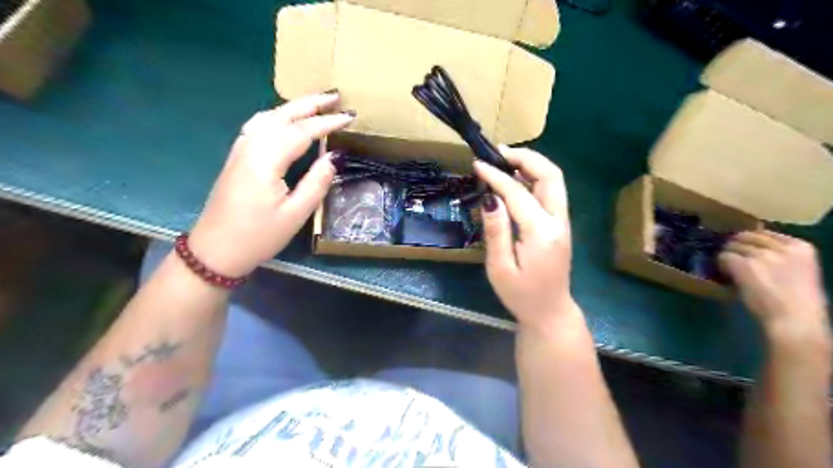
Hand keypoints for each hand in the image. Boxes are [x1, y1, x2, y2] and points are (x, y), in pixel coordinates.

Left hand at [187, 93, 352, 278]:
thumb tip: (334, 157)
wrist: (216, 250)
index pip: (301, 131)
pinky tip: (285, 119)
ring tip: (316, 103)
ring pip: (268, 117)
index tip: (350, 116)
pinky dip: (277, 116)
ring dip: (293, 107)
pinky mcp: (237, 157)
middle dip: (310, 103)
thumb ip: (316, 183)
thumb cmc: (258, 236)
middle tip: (336, 95)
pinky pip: (258, 125)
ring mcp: (240, 150)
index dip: (327, 122)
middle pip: (282, 115)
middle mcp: (250, 146)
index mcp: (265, 160)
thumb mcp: (295, 214)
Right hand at [471, 146, 577, 332]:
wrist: (550, 312)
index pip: (517, 194)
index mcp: (541, 233)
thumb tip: (489, 199)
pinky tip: (516, 179)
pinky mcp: (561, 224)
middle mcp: (558, 221)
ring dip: (532, 164)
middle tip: (498, 153)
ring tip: (505, 160)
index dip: (496, 176)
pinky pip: (551, 191)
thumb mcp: (500, 269)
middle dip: (526, 157)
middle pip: (550, 175)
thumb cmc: (521, 295)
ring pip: (554, 180)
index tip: (478, 164)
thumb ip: (496, 232)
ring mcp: (563, 221)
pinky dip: (534, 178)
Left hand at [720, 230, 828, 337]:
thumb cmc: (799, 302)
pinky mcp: (744, 264)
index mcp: (802, 247)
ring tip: (728, 266)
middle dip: (736, 244)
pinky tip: (724, 272)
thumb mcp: (800, 271)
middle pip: (747, 236)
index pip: (766, 233)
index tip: (744, 246)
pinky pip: (724, 256)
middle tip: (730, 254)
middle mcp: (782, 247)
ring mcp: (762, 255)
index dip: (751, 239)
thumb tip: (756, 250)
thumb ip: (783, 258)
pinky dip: (721, 263)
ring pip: (733, 245)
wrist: (795, 319)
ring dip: (728, 254)